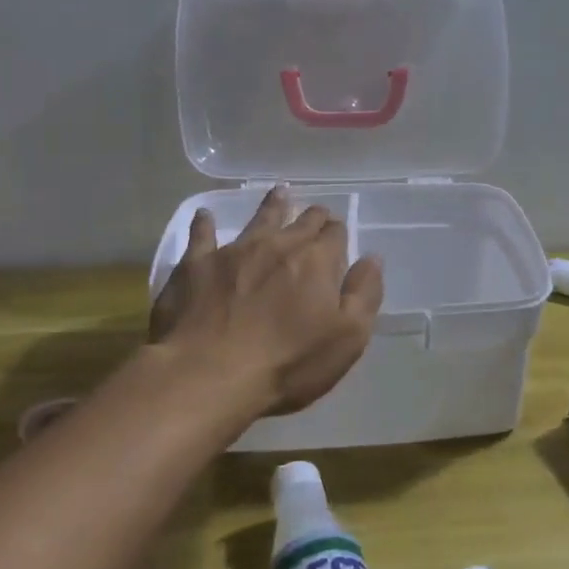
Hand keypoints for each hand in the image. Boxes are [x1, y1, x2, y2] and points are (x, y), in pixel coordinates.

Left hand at [148, 186, 384, 418]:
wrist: (208, 375)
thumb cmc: (287, 363)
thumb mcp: (347, 337)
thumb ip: (364, 294)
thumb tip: (372, 258)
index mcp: (316, 261)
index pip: (334, 234)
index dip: (338, 232)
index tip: (338, 234)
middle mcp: (278, 245)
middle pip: (301, 222)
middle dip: (312, 216)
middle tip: (316, 213)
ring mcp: (234, 251)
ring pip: (258, 219)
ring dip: (272, 206)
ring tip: (279, 193)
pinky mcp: (196, 265)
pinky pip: (201, 235)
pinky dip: (204, 223)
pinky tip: (204, 214)